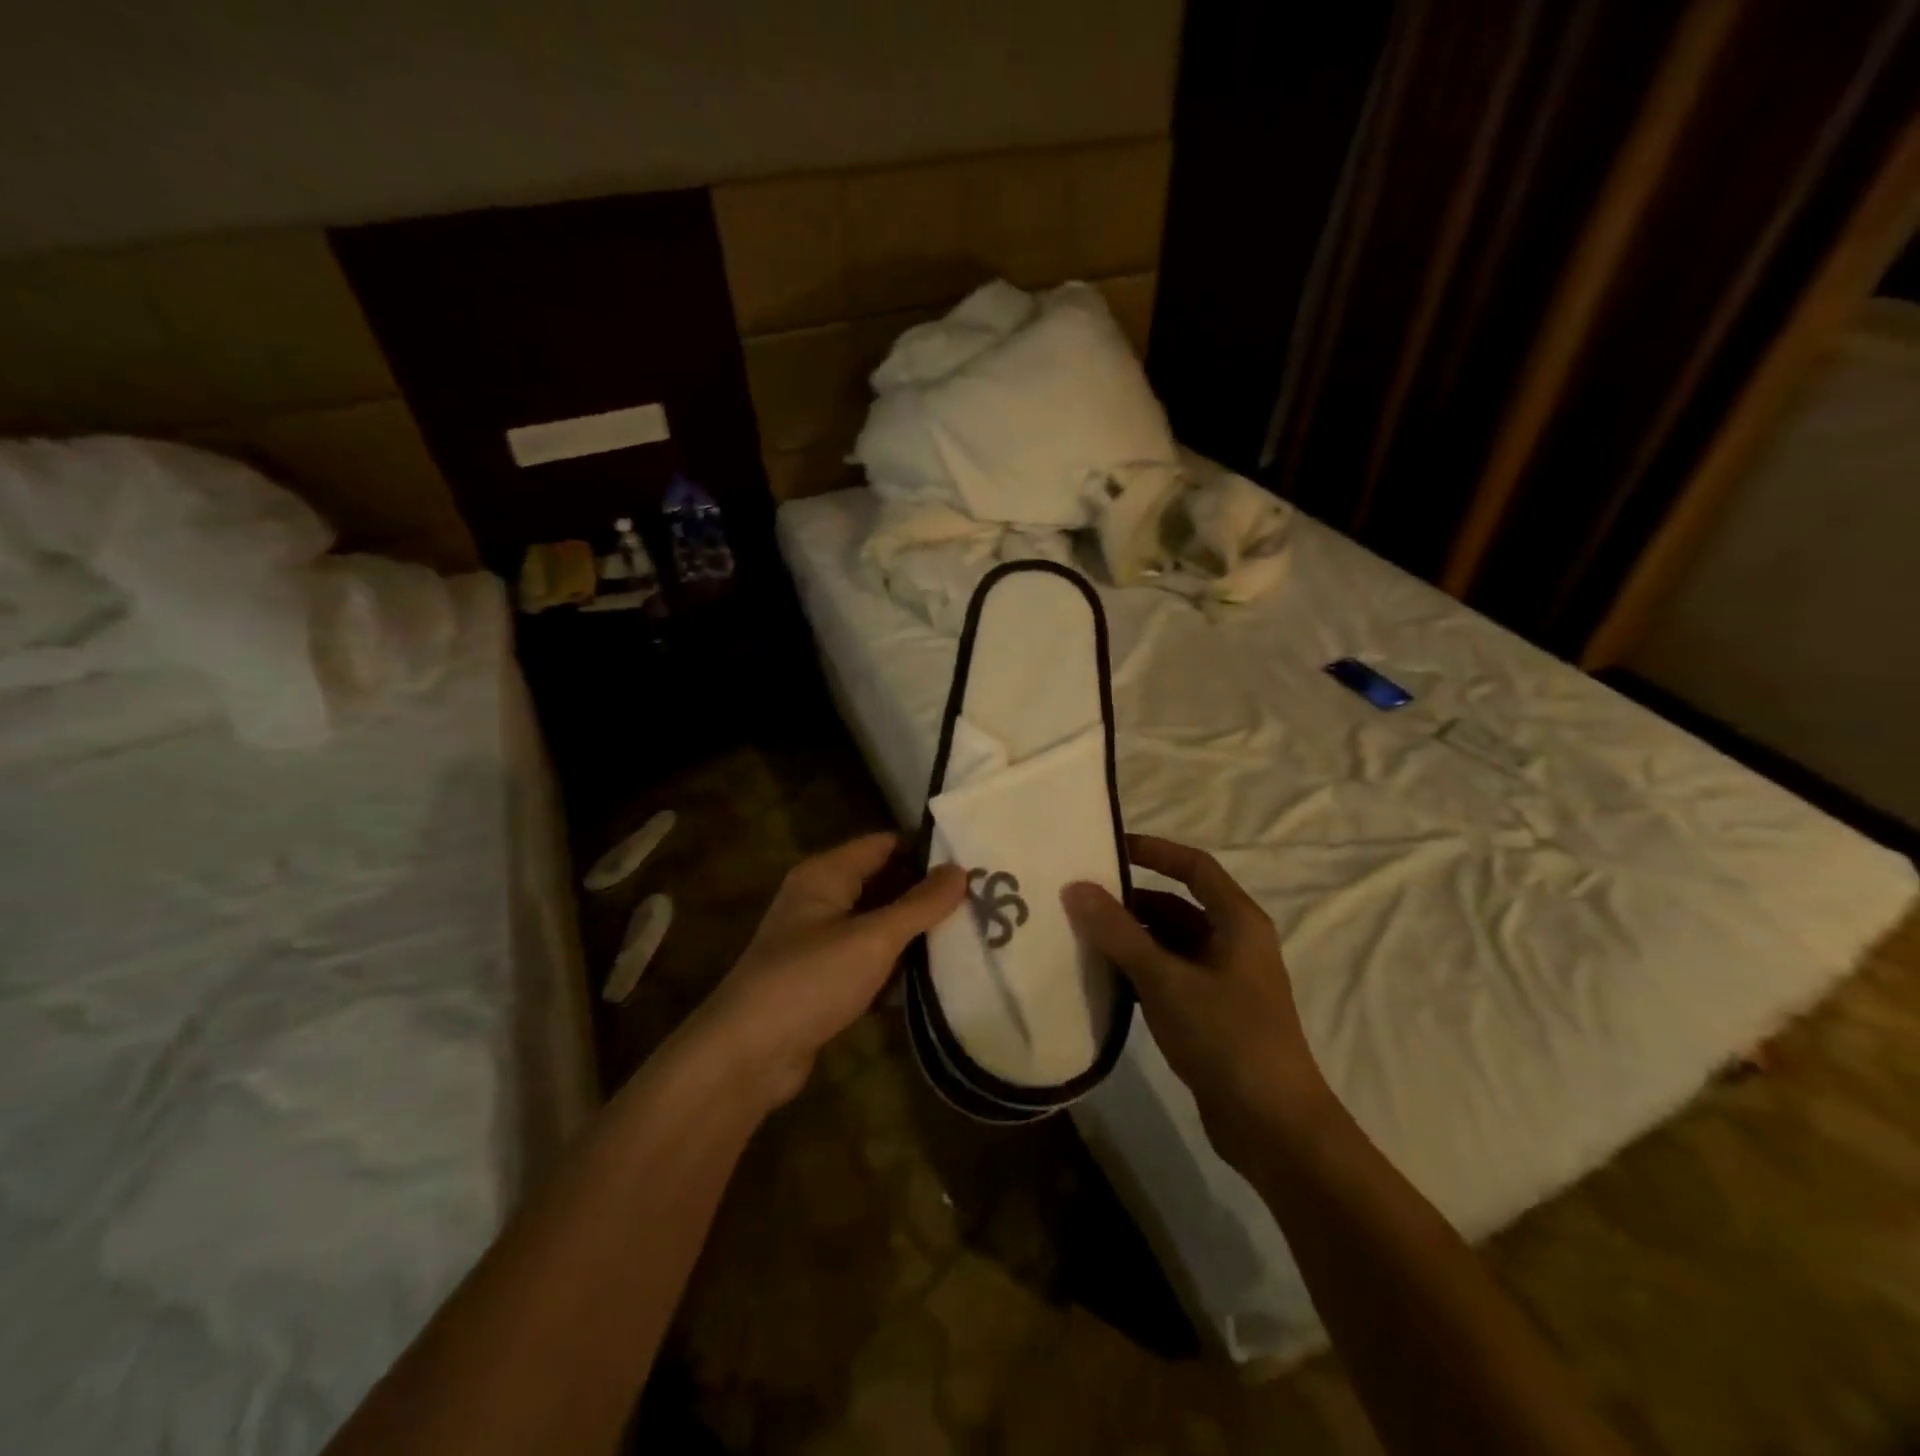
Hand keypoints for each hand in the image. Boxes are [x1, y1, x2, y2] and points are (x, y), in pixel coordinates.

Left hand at [694, 833, 966, 1112]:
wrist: (748, 1056)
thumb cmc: (810, 980)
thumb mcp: (872, 938)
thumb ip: (919, 905)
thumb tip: (960, 870)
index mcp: (826, 875)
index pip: (884, 845)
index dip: (927, 850)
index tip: (975, 860)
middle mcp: (822, 900)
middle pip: (884, 884)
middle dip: (928, 893)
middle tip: (984, 899)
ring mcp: (822, 943)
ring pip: (880, 926)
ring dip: (918, 933)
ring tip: (974, 933)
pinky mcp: (826, 981)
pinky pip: (872, 962)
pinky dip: (900, 966)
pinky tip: (942, 976)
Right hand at [1062, 835, 1334, 1168]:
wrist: (1274, 1128)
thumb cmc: (1227, 1038)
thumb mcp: (1166, 980)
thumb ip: (1119, 932)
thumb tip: (1076, 887)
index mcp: (1238, 922)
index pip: (1194, 867)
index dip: (1155, 851)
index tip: (1109, 848)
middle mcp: (1234, 944)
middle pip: (1177, 906)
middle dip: (1131, 901)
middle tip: (1080, 900)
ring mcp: (1224, 982)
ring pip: (1169, 945)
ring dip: (1131, 939)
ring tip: (1081, 936)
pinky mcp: (1211, 1015)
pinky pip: (1168, 977)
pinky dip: (1138, 972)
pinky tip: (1104, 979)